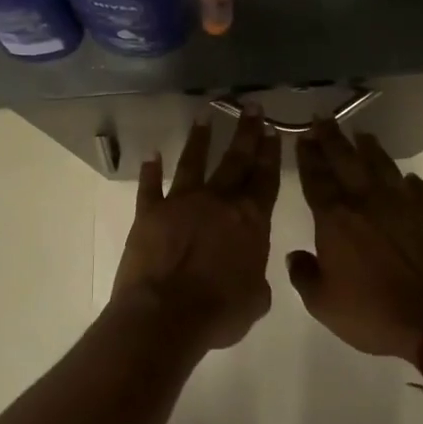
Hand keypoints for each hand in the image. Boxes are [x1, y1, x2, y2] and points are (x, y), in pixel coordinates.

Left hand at [111, 109, 280, 348]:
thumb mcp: (256, 299)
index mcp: (251, 219)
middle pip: (236, 160)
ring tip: (205, 116)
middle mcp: (218, 201)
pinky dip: (150, 171)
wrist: (166, 317)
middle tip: (252, 107)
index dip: (271, 153)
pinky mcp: (149, 213)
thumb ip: (256, 275)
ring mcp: (182, 203)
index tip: (273, 130)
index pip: (265, 178)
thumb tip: (250, 269)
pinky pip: (150, 187)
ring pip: (194, 162)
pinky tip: (151, 155)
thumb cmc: (219, 312)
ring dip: (200, 139)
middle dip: (246, 132)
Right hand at [288, 119, 422, 359]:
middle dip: (331, 137)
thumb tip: (296, 255)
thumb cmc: (372, 312)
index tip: (302, 137)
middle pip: (345, 159)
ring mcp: (402, 202)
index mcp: (335, 218)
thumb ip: (304, 275)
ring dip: (368, 147)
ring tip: (360, 134)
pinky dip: (405, 180)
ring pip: (381, 164)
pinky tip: (404, 178)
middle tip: (322, 118)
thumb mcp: (323, 304)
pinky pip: (415, 187)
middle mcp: (366, 200)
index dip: (307, 155)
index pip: (316, 177)